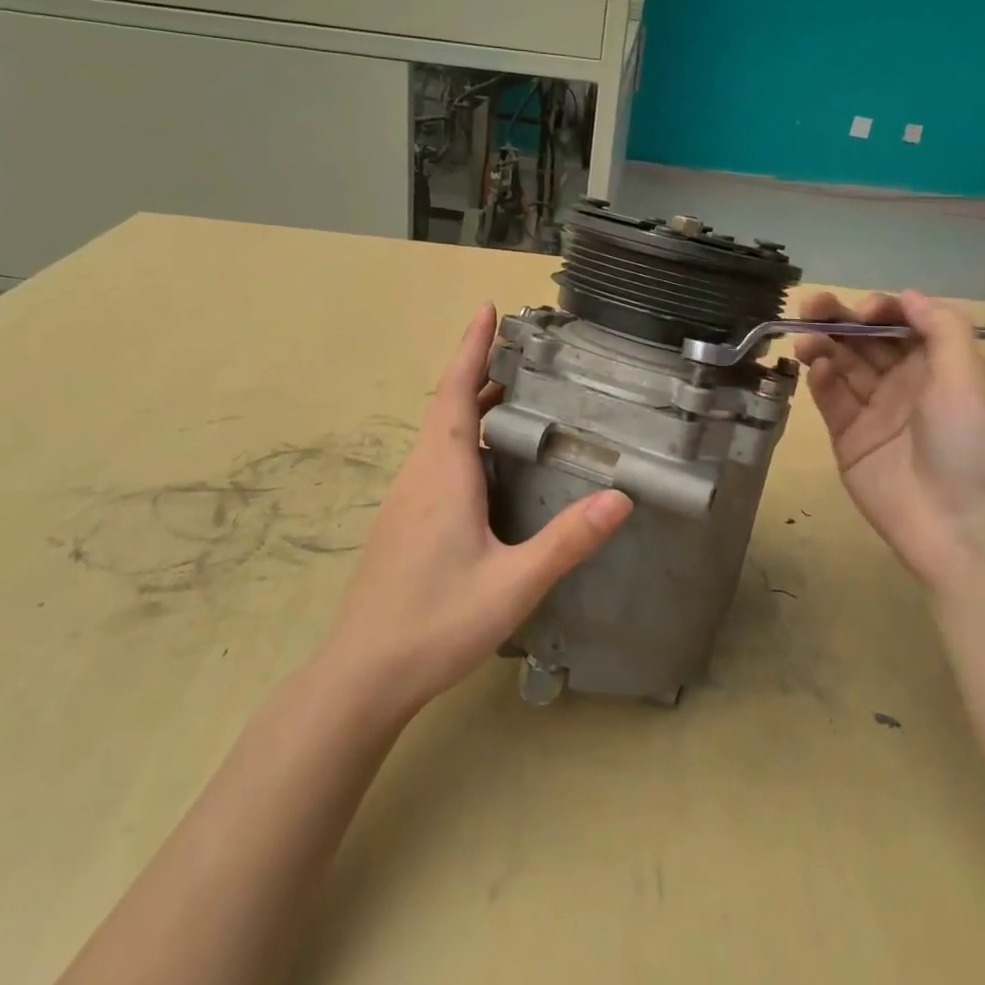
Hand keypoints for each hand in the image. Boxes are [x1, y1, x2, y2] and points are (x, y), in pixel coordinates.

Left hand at [324, 304, 632, 717]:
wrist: (363, 675)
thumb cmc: (436, 623)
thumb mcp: (513, 583)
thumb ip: (567, 540)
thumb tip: (621, 497)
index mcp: (443, 474)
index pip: (454, 393)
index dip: (471, 348)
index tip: (487, 309)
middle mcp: (420, 475)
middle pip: (446, 405)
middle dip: (479, 370)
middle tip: (523, 352)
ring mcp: (406, 499)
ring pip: (440, 435)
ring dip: (471, 405)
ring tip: (516, 396)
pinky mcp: (403, 522)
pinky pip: (436, 460)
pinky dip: (463, 438)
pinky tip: (489, 464)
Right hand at [794, 290, 984, 601]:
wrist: (961, 529)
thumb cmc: (972, 445)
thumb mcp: (970, 377)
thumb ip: (941, 329)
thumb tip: (908, 296)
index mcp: (943, 368)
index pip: (904, 326)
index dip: (881, 311)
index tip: (862, 311)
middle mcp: (908, 385)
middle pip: (868, 342)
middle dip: (841, 320)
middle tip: (812, 306)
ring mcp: (876, 413)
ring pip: (843, 367)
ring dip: (824, 346)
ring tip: (806, 339)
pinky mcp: (850, 440)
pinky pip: (831, 401)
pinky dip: (821, 380)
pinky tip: (815, 369)